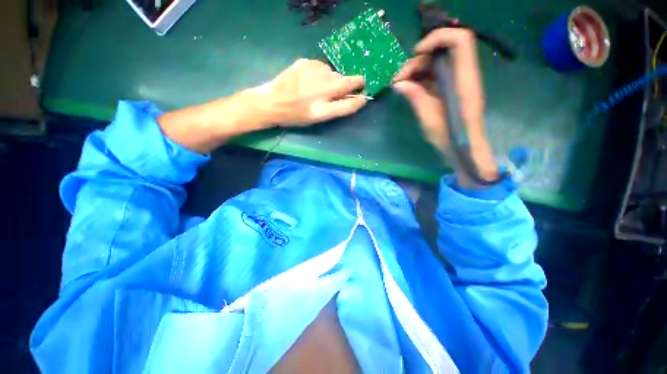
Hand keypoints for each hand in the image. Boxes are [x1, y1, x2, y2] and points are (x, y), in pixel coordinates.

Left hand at [254, 59, 367, 125]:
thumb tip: (350, 97)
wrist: (272, 102)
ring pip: (335, 73)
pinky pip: (323, 67)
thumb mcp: (316, 118)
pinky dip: (324, 73)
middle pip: (346, 83)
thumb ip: (334, 108)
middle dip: (356, 82)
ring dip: (336, 79)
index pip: (347, 105)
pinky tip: (315, 78)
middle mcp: (320, 91)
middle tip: (358, 83)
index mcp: (322, 110)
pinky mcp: (305, 62)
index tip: (364, 97)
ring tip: (327, 85)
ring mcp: (312, 74)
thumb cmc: (295, 116)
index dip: (358, 101)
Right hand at [393, 29, 496, 182]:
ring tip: (400, 85)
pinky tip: (408, 88)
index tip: (416, 54)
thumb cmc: (450, 138)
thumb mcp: (429, 120)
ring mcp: (456, 81)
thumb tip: (398, 84)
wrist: (463, 149)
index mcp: (463, 81)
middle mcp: (463, 75)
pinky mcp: (450, 88)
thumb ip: (416, 98)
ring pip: (436, 63)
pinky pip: (435, 75)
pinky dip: (420, 78)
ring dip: (416, 70)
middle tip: (399, 79)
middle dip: (418, 61)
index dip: (438, 39)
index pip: (460, 40)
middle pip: (442, 51)